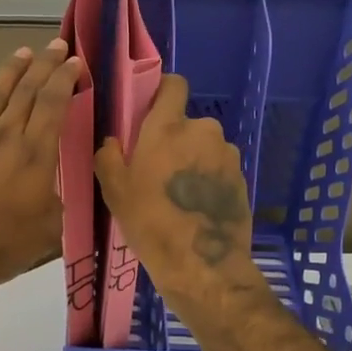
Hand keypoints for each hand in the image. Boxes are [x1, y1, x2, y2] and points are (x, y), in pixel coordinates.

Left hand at [0, 39, 82, 298]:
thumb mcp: (48, 231)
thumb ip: (57, 203)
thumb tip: (56, 189)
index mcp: (33, 153)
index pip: (53, 103)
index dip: (65, 79)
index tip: (75, 61)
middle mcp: (3, 136)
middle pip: (26, 91)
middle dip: (44, 65)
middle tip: (56, 44)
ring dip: (9, 73)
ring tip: (21, 54)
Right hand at [95, 74, 267, 311]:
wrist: (202, 265)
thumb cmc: (150, 223)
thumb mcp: (114, 191)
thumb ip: (109, 157)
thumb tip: (113, 143)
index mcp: (167, 127)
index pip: (174, 85)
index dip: (163, 92)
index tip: (151, 110)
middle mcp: (202, 131)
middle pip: (187, 123)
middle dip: (175, 138)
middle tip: (159, 168)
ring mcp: (226, 155)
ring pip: (205, 147)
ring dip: (194, 160)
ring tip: (180, 193)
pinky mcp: (242, 178)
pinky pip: (219, 168)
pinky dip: (209, 179)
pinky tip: (197, 206)